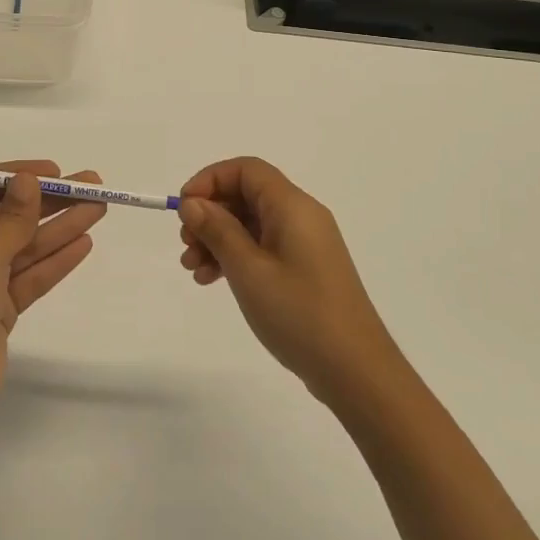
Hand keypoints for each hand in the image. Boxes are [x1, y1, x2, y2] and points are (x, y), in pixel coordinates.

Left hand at [0, 161, 105, 412]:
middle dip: (50, 200)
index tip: (54, 171)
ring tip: (100, 208)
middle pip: (10, 214)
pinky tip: (84, 243)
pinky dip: (56, 260)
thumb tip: (28, 180)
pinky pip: (31, 275)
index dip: (18, 176)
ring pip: (26, 244)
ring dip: (61, 226)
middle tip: (93, 185)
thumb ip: (11, 216)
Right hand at [178, 157, 401, 403]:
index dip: (210, 180)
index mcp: (292, 206)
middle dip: (210, 214)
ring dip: (218, 238)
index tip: (183, 208)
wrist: (355, 370)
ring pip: (252, 223)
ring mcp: (305, 243)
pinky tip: (214, 280)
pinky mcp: (306, 268)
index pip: (246, 170)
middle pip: (247, 195)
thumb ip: (218, 230)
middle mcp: (301, 216)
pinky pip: (263, 247)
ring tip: (193, 269)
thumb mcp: (248, 270)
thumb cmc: (299, 313)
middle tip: (185, 245)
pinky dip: (236, 256)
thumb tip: (193, 203)